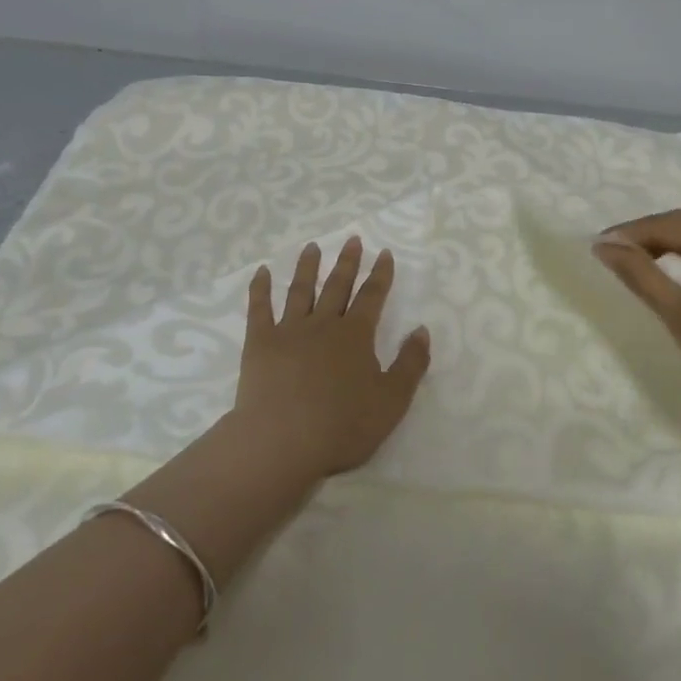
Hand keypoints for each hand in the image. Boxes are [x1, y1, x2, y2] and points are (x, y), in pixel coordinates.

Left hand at [230, 237, 431, 478]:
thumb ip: (411, 364)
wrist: (282, 441)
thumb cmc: (343, 426)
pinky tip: (261, 272)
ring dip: (307, 267)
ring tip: (312, 247)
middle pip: (337, 286)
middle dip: (347, 262)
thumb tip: (421, 329)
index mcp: (356, 336)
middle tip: (352, 239)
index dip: (380, 274)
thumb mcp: (392, 400)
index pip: (372, 296)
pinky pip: (259, 309)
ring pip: (300, 290)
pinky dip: (260, 288)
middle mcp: (324, 324)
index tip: (384, 253)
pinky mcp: (260, 343)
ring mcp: (289, 331)